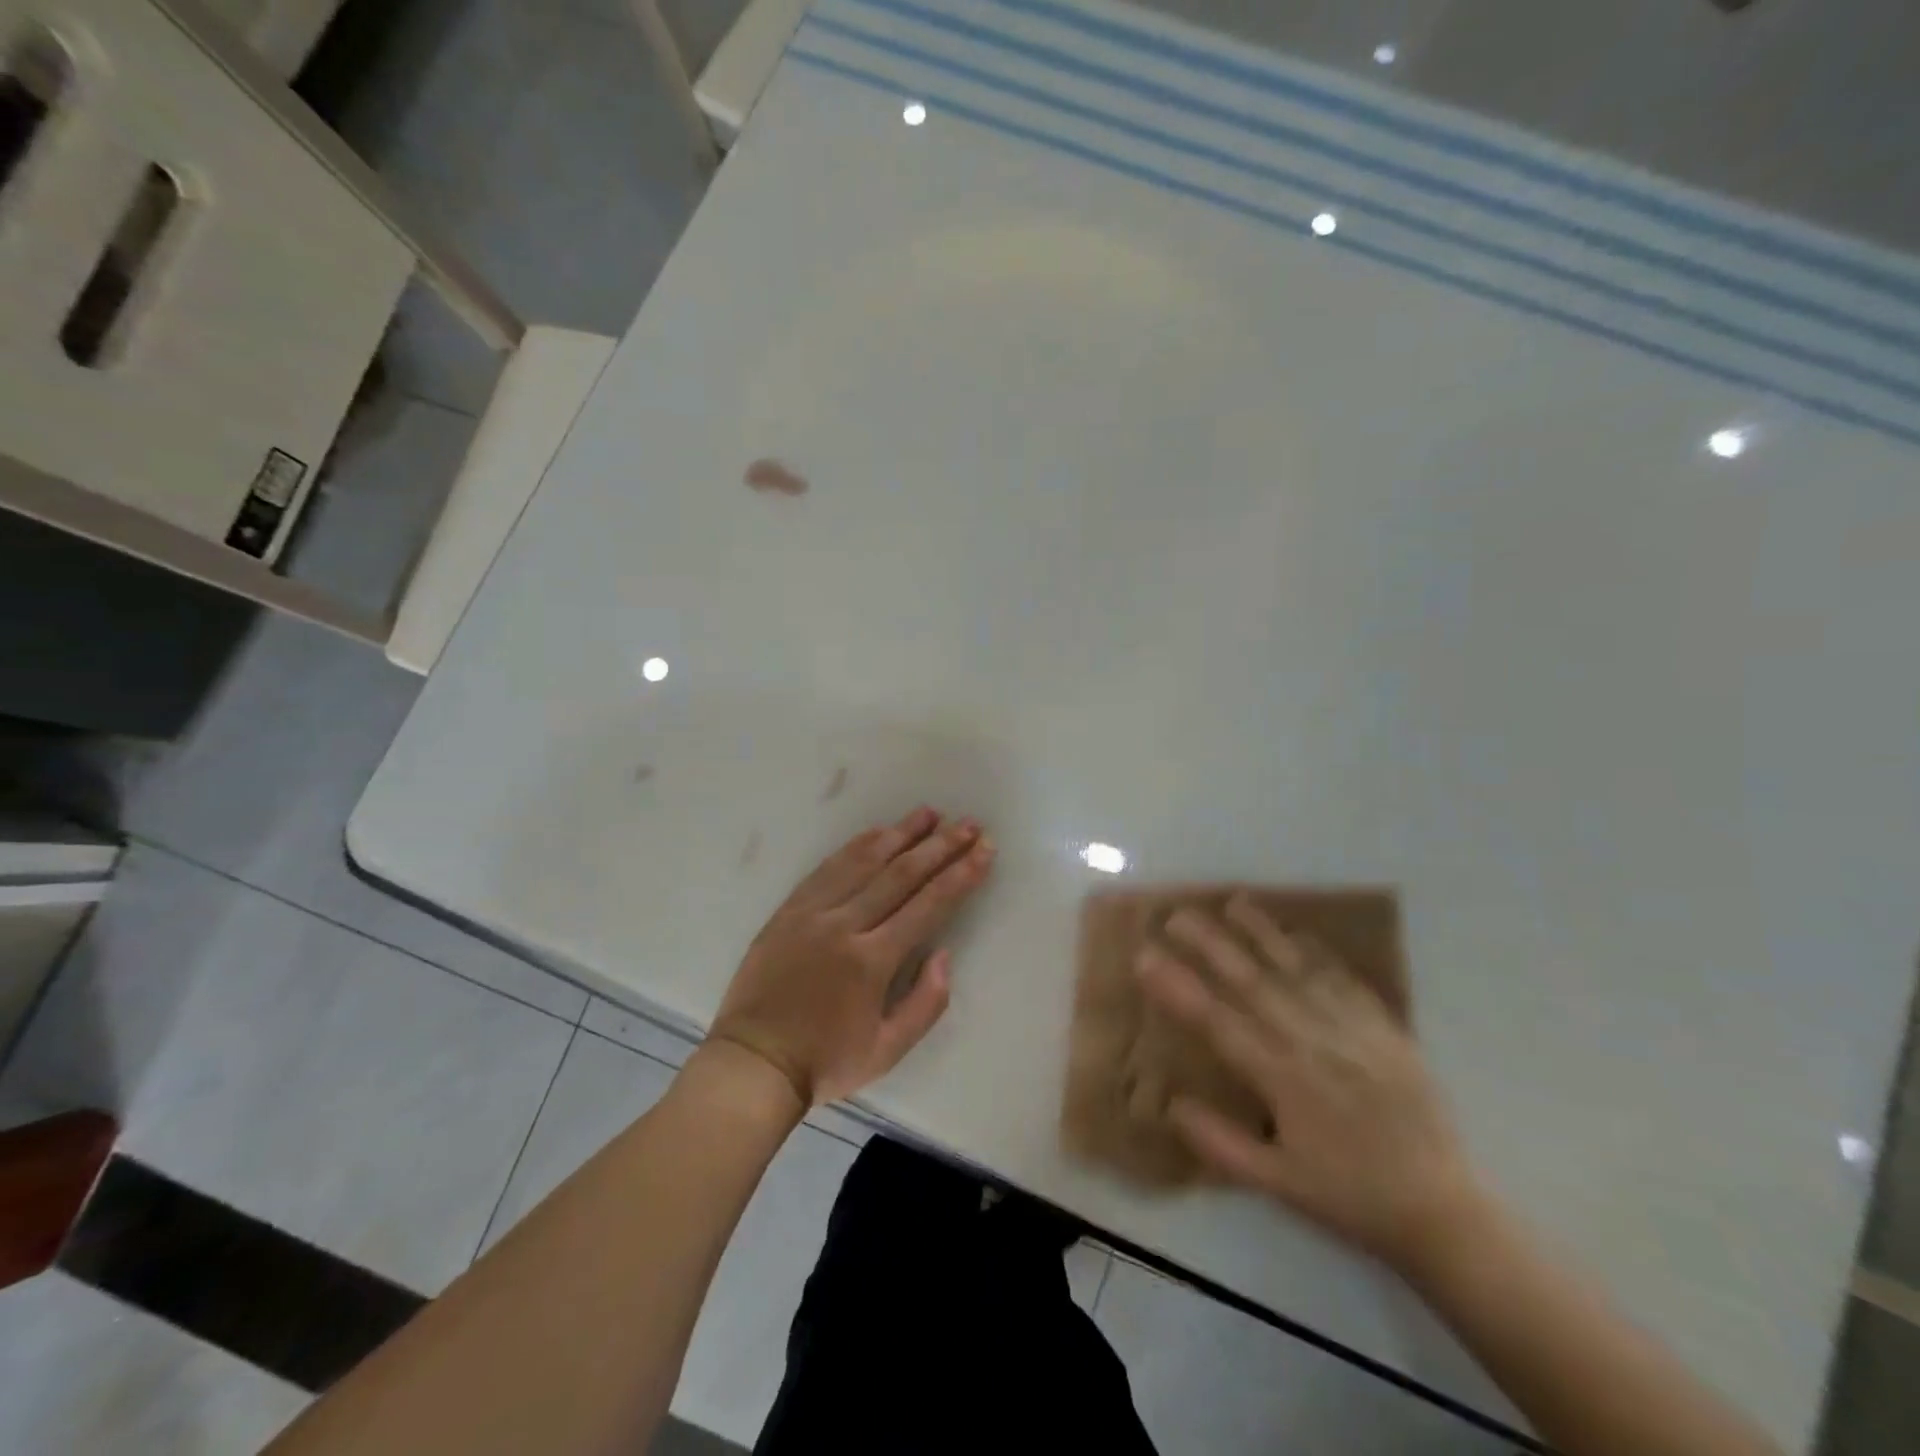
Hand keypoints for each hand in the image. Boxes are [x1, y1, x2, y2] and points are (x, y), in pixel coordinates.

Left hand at [709, 808, 994, 1108]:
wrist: (752, 1064)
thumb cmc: (825, 1062)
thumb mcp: (887, 1051)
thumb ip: (926, 1004)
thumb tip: (945, 954)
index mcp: (872, 961)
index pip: (928, 905)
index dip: (960, 875)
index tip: (985, 850)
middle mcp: (844, 925)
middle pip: (901, 874)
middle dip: (940, 846)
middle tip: (968, 824)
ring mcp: (813, 913)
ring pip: (864, 862)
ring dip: (900, 834)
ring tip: (928, 813)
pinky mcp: (789, 910)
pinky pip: (827, 868)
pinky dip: (856, 846)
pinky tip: (876, 832)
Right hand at [1137, 896, 1483, 1272]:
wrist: (1444, 1212)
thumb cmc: (1351, 1198)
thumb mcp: (1279, 1186)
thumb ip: (1221, 1144)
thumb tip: (1171, 1103)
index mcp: (1282, 1078)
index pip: (1217, 1021)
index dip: (1177, 987)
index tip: (1145, 956)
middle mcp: (1312, 1042)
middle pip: (1252, 981)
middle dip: (1210, 944)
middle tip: (1177, 914)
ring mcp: (1352, 1030)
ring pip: (1297, 969)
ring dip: (1261, 932)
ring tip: (1232, 901)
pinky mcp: (1385, 1029)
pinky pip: (1345, 979)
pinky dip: (1317, 951)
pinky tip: (1298, 932)